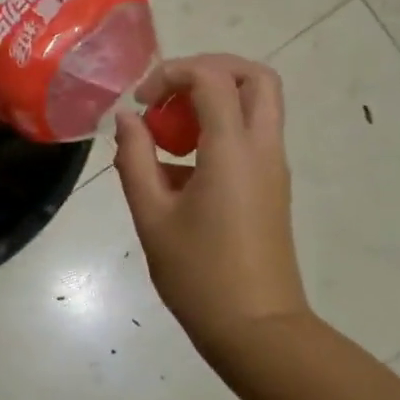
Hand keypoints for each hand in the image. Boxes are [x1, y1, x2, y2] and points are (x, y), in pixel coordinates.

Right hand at [114, 55, 310, 361]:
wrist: (257, 328)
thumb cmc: (198, 274)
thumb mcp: (152, 216)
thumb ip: (135, 159)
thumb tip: (127, 120)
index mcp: (233, 150)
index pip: (212, 77)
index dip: (171, 74)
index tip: (140, 104)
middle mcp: (263, 148)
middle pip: (254, 76)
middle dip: (208, 70)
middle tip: (168, 97)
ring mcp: (273, 168)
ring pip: (257, 104)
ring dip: (213, 101)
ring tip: (168, 137)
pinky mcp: (271, 187)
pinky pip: (250, 136)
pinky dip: (218, 131)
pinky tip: (178, 171)